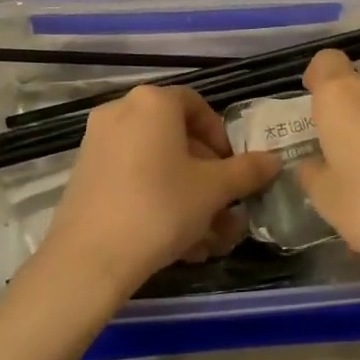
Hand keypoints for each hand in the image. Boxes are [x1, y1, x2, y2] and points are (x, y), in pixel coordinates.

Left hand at [39, 86, 281, 299]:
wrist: (90, 257)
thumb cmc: (160, 207)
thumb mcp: (214, 190)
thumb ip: (247, 171)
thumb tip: (274, 160)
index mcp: (152, 102)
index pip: (197, 106)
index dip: (221, 137)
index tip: (233, 170)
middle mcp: (120, 111)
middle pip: (176, 137)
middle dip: (206, 176)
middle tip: (224, 209)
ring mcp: (98, 142)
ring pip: (156, 164)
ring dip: (186, 196)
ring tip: (206, 239)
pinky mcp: (85, 174)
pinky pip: (132, 178)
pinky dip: (157, 200)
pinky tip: (176, 243)